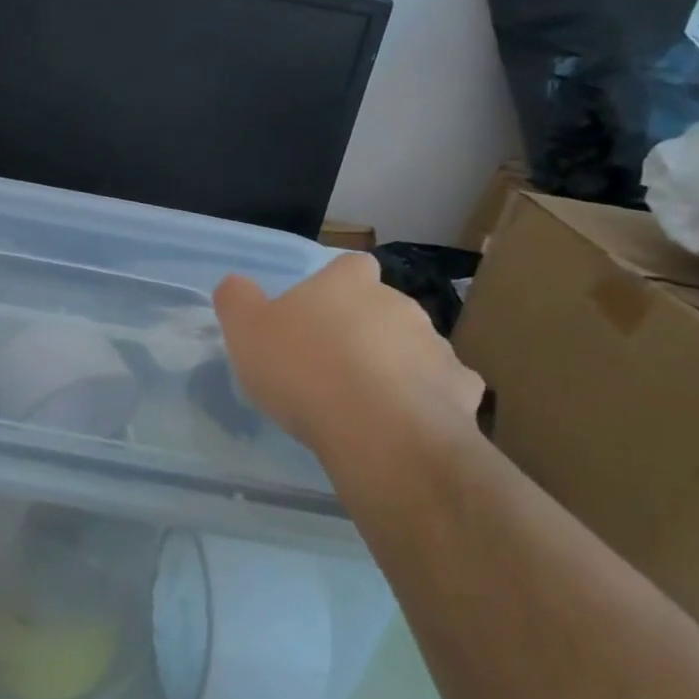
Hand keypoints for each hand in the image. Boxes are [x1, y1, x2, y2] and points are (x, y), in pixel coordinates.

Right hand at [214, 253, 483, 466]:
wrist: (379, 432)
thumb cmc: (303, 371)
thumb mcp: (246, 332)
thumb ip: (237, 300)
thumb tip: (236, 285)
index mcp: (348, 283)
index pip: (350, 266)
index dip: (336, 286)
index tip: (318, 314)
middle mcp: (398, 303)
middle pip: (382, 307)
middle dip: (365, 329)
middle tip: (333, 365)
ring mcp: (436, 346)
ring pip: (414, 348)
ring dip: (396, 365)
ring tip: (366, 403)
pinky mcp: (462, 390)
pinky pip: (443, 389)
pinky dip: (428, 402)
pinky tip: (405, 425)